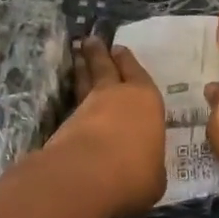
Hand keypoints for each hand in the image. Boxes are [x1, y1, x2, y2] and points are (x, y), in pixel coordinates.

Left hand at [45, 35, 167, 217]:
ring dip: (81, 67)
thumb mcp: (155, 177)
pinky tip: (73, 101)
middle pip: (106, 68)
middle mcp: (116, 97)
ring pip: (85, 81)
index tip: (118, 48)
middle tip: (91, 40)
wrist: (86, 178)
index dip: (128, 62)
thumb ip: (149, 166)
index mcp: (146, 101)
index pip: (138, 75)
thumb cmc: (134, 173)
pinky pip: (72, 105)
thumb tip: (144, 170)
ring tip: (77, 55)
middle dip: (99, 53)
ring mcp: (87, 108)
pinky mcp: (64, 125)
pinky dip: (72, 98)